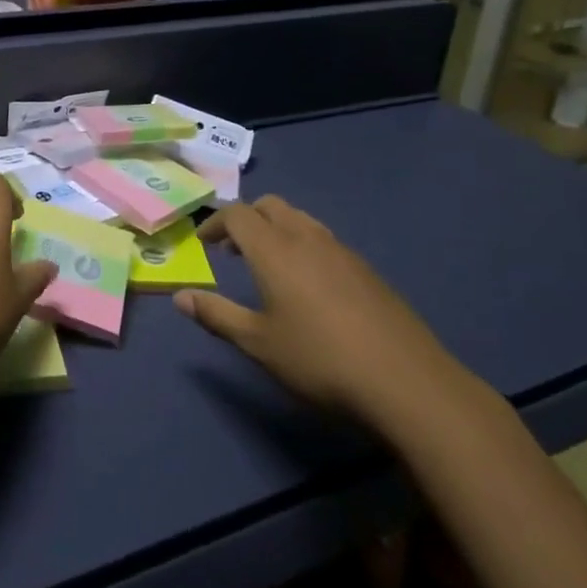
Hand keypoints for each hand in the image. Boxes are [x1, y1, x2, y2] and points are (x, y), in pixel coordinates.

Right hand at [176, 196, 484, 434]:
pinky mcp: (367, 269)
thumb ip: (217, 315)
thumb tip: (180, 296)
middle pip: (271, 206)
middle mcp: (306, 238)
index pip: (238, 214)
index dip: (216, 222)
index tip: (204, 243)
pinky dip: (304, 245)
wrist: (406, 381)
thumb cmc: (320, 360)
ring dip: (277, 229)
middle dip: (247, 219)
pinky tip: (310, 286)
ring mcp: (342, 251)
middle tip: (234, 250)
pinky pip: (325, 240)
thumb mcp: (259, 344)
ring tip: (270, 265)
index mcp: (275, 249)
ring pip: (300, 219)